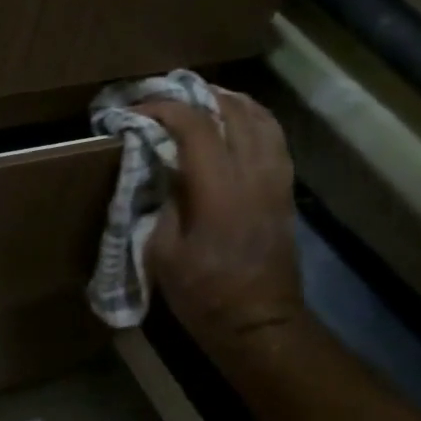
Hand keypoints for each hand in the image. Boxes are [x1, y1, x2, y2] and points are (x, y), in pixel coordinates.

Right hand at [140, 89, 305, 350]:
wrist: (259, 324)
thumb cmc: (203, 294)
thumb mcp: (162, 250)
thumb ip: (160, 200)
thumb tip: (155, 166)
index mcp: (219, 190)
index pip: (195, 126)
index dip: (163, 108)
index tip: (135, 110)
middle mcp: (254, 175)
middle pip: (233, 111)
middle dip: (196, 97)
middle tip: (164, 98)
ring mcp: (276, 181)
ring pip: (261, 119)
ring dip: (228, 102)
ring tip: (200, 101)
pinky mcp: (285, 191)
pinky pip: (274, 139)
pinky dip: (252, 120)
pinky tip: (233, 123)